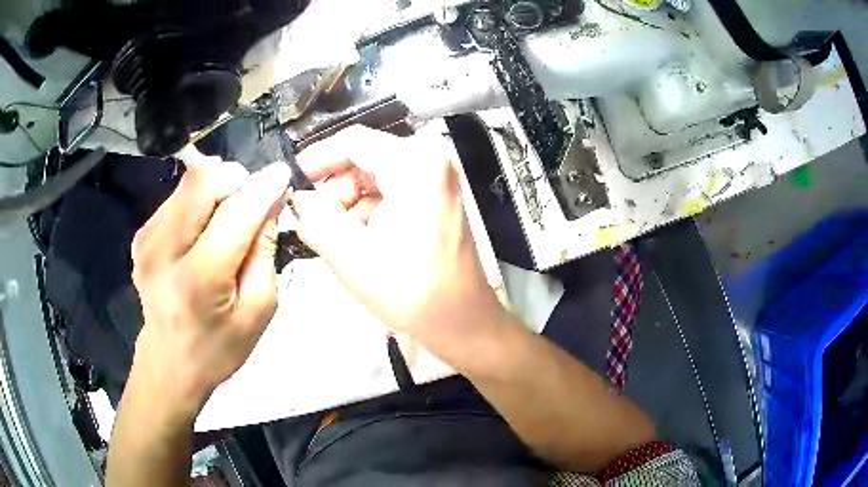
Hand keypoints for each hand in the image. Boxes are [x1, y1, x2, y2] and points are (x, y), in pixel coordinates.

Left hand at [129, 156, 289, 419]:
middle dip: (235, 181)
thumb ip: (265, 252)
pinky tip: (202, 233)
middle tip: (249, 205)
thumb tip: (272, 199)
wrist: (169, 363)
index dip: (261, 187)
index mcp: (197, 280)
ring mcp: (146, 239)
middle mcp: (162, 251)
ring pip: (190, 182)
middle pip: (202, 180)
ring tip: (225, 224)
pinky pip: (178, 196)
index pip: (234, 214)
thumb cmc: (219, 346)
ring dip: (217, 192)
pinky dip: (199, 204)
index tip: (281, 173)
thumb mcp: (258, 310)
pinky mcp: (141, 234)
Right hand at [291, 126, 507, 358]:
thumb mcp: (349, 255)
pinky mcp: (436, 202)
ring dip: (350, 206)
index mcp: (415, 165)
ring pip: (375, 179)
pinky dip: (369, 214)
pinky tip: (361, 244)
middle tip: (316, 222)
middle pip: (365, 159)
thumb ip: (314, 218)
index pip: (354, 141)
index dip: (318, 158)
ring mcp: (437, 183)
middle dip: (335, 190)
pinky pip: (391, 195)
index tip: (296, 180)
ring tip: (340, 241)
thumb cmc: (412, 292)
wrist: (461, 323)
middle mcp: (431, 164)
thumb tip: (300, 199)